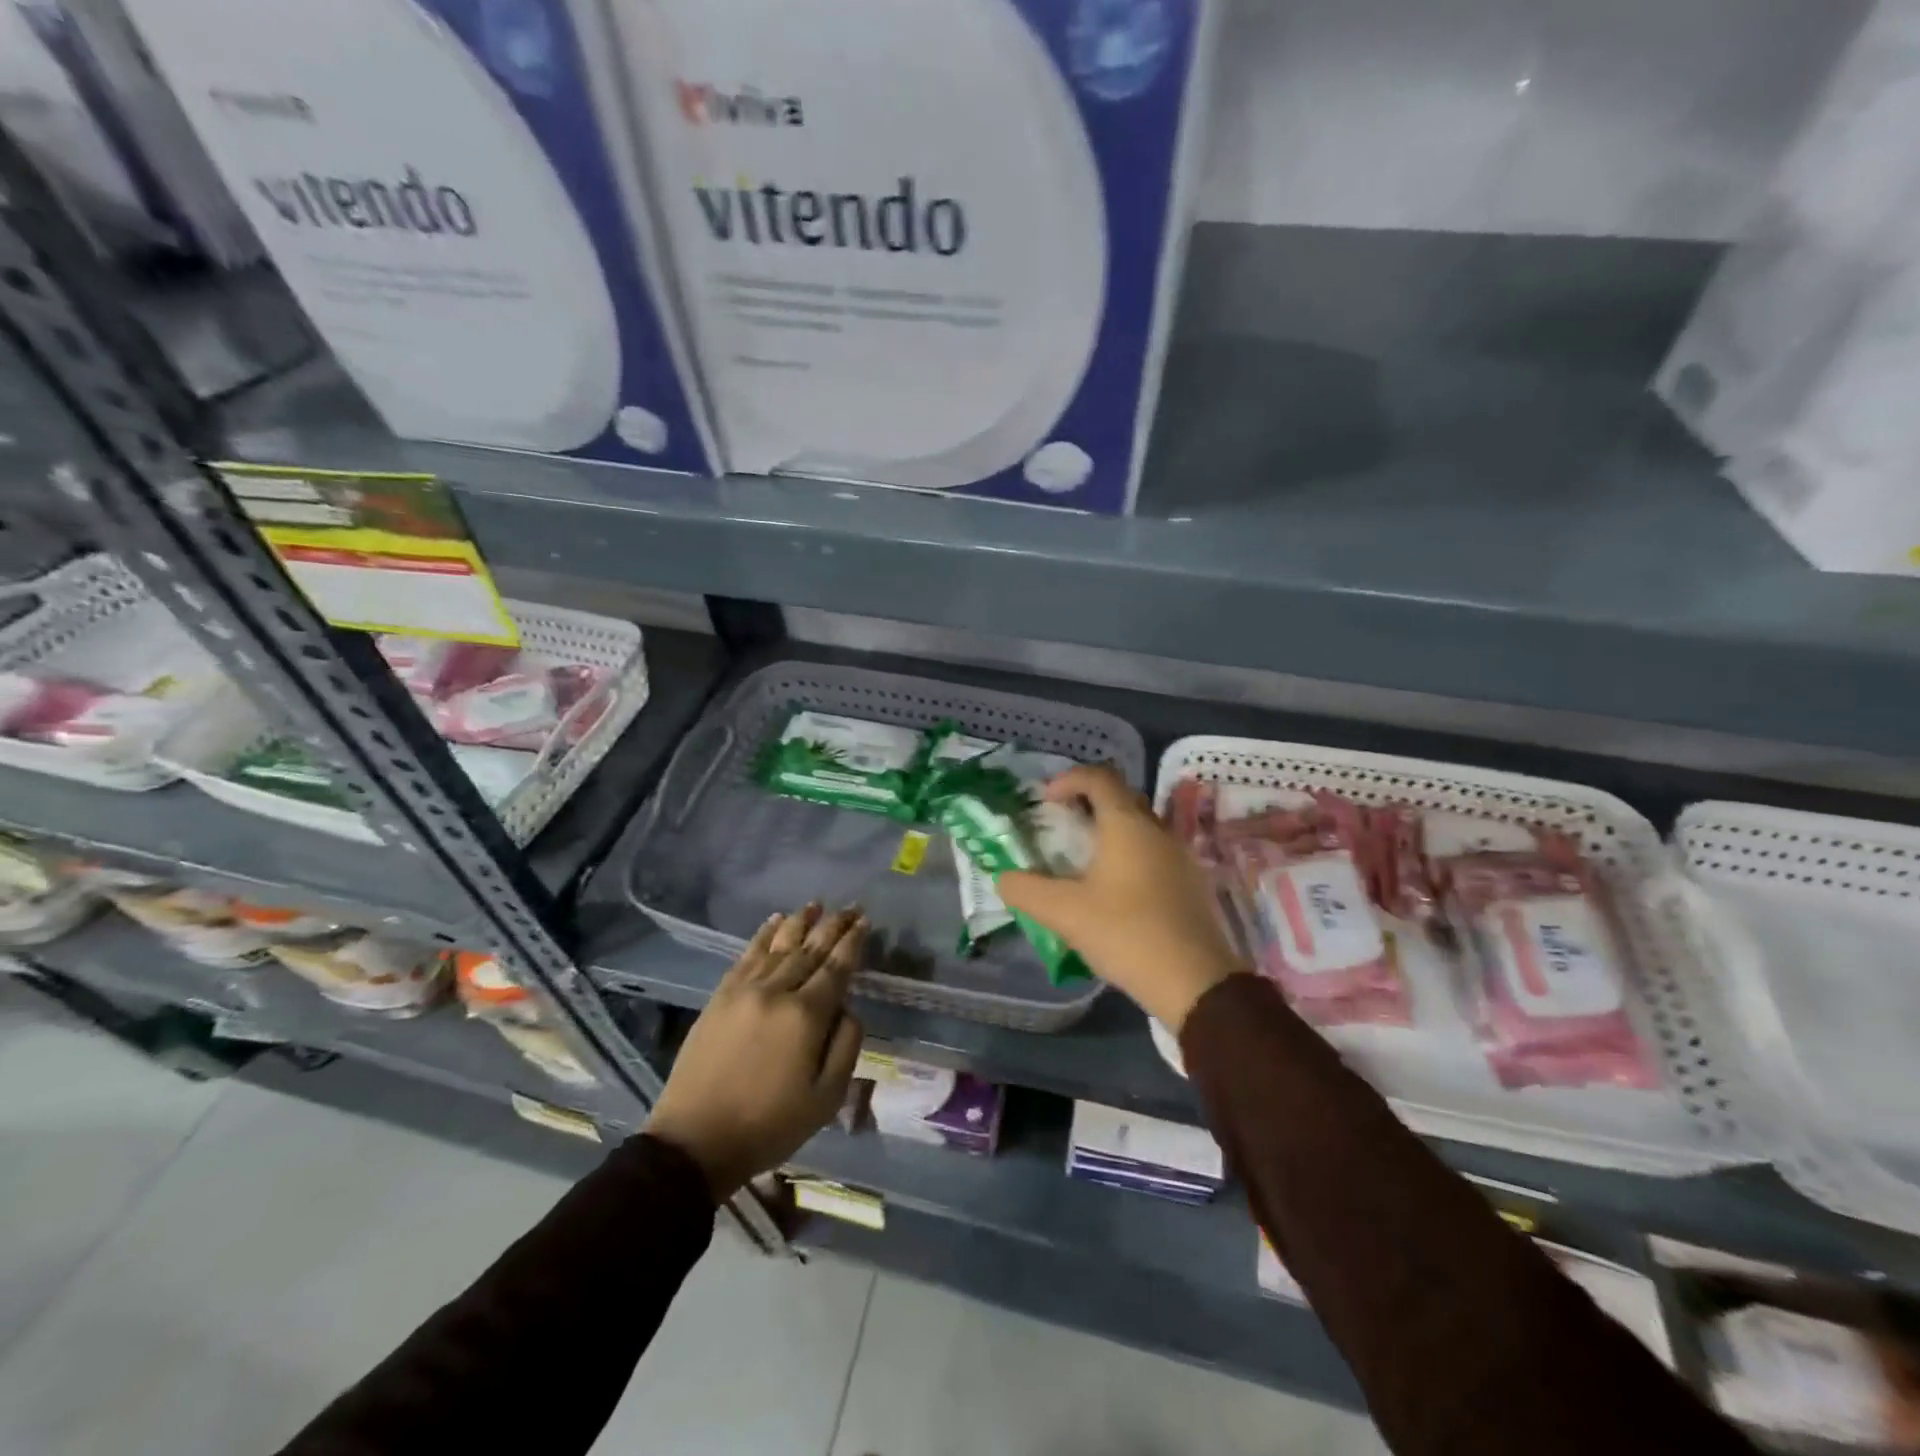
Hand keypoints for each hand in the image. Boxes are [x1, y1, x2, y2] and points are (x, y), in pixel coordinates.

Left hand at [646, 905, 865, 1198]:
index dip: (852, 942)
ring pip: (779, 945)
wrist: (695, 1141)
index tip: (864, 921)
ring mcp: (744, 991)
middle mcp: (776, 992)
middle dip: (833, 925)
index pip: (836, 968)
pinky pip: (747, 955)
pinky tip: (774, 922)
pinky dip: (763, 935)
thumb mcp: (826, 1099)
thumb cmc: (769, 1125)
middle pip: (810, 949)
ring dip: (800, 922)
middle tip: (850, 907)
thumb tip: (848, 1008)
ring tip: (816, 904)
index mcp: (806, 1016)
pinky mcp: (720, 997)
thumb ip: (846, 1046)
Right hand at [997, 765, 1245, 1030]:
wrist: (1195, 982)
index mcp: (1128, 825)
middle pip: (1122, 797)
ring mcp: (1180, 856)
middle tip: (1062, 825)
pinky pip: (1154, 852)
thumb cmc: (1126, 933)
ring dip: (1110, 831)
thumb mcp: (1064, 913)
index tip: (1045, 800)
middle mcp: (1157, 830)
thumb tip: (1003, 878)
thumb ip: (1026, 890)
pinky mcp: (1191, 883)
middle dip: (1088, 803)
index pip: (1099, 777)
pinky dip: (1129, 855)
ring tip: (1083, 860)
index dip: (1068, 779)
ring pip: (1140, 827)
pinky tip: (1114, 890)